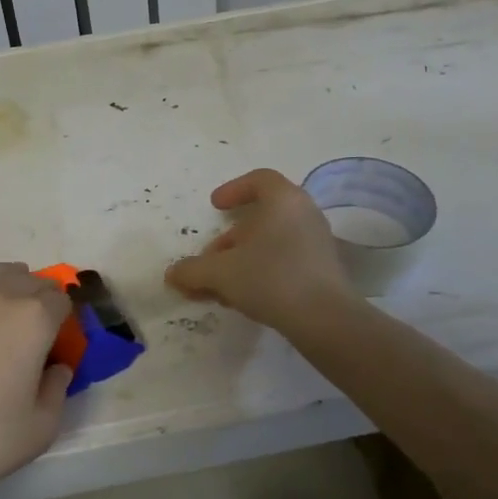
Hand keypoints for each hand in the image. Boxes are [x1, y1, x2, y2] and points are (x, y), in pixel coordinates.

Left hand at [0, 243, 73, 498]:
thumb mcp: (42, 427)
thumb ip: (58, 389)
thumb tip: (58, 367)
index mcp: (34, 320)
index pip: (60, 301)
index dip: (62, 316)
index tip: (56, 335)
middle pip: (27, 281)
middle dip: (37, 295)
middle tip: (31, 322)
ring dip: (4, 278)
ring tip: (5, 290)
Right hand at [165, 168, 355, 330]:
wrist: (325, 318)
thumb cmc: (270, 278)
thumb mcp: (221, 272)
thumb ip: (193, 270)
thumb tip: (172, 274)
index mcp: (283, 200)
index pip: (259, 179)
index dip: (234, 189)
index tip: (215, 206)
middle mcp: (304, 213)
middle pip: (262, 215)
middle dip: (231, 237)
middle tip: (211, 257)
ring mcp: (318, 242)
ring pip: (273, 240)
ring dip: (244, 257)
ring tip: (222, 285)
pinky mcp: (324, 269)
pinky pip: (287, 259)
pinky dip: (263, 270)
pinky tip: (246, 297)